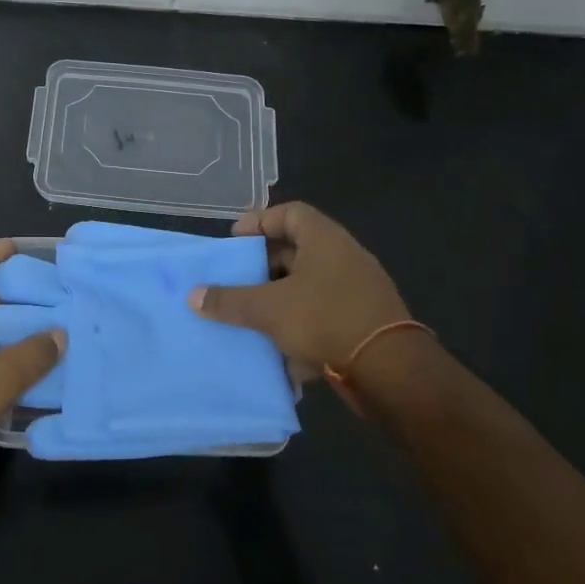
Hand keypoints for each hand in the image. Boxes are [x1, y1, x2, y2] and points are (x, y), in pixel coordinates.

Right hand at [190, 202, 411, 379]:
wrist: (391, 370)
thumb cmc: (325, 320)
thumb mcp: (268, 309)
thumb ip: (229, 300)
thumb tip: (193, 296)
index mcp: (325, 240)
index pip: (290, 213)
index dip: (259, 221)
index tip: (234, 240)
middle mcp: (344, 257)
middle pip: (297, 251)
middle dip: (264, 266)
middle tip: (236, 280)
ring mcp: (357, 290)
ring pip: (308, 286)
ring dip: (279, 299)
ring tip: (250, 315)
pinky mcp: (363, 322)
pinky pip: (323, 315)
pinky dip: (300, 327)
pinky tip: (279, 350)